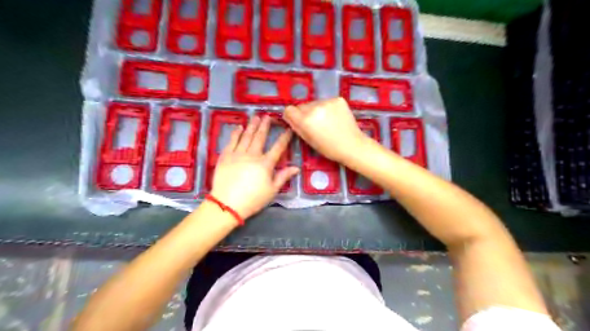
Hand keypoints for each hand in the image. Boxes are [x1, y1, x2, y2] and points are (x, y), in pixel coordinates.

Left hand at [211, 115, 299, 218]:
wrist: (227, 204)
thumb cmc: (253, 199)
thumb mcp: (272, 190)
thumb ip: (283, 177)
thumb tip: (296, 168)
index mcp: (265, 164)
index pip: (278, 148)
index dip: (284, 138)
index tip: (289, 129)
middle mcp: (252, 155)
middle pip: (260, 137)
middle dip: (265, 126)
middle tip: (268, 116)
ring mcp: (237, 154)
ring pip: (246, 136)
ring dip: (251, 126)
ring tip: (255, 117)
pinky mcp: (225, 156)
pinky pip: (231, 141)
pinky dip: (235, 134)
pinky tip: (238, 128)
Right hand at [283, 97, 366, 162]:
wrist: (353, 145)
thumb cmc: (329, 148)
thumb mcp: (309, 141)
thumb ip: (297, 127)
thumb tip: (289, 117)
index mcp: (306, 120)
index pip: (289, 109)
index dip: (291, 116)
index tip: (296, 121)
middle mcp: (315, 107)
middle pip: (302, 106)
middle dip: (305, 113)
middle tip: (314, 124)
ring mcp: (327, 102)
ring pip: (314, 103)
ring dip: (316, 110)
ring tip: (326, 122)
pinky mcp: (338, 99)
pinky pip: (326, 101)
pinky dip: (327, 108)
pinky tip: (334, 118)